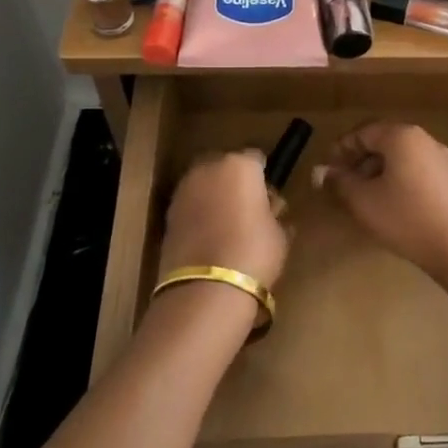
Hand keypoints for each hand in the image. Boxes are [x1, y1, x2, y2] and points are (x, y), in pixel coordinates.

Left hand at [158, 151, 289, 292]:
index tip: (269, 197)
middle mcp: (208, 168)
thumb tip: (269, 209)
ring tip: (228, 226)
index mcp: (240, 165)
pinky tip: (210, 237)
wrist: (205, 289)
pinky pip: (191, 205)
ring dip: (215, 197)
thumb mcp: (279, 232)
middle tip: (249, 210)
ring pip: (205, 185)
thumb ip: (273, 212)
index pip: (257, 159)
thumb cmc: (253, 253)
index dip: (264, 177)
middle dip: (236, 183)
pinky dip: (200, 214)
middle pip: (226, 167)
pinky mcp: (167, 214)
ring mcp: (184, 190)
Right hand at [316, 123, 447, 298]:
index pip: (363, 132)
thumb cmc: (406, 219)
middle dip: (359, 160)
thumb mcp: (364, 202)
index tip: (328, 170)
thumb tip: (320, 171)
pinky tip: (391, 204)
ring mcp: (441, 158)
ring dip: (378, 171)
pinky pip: (417, 170)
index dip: (341, 149)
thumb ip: (340, 182)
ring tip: (364, 197)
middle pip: (383, 141)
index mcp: (401, 136)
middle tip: (343, 184)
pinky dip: (398, 179)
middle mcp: (424, 139)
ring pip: (401, 157)